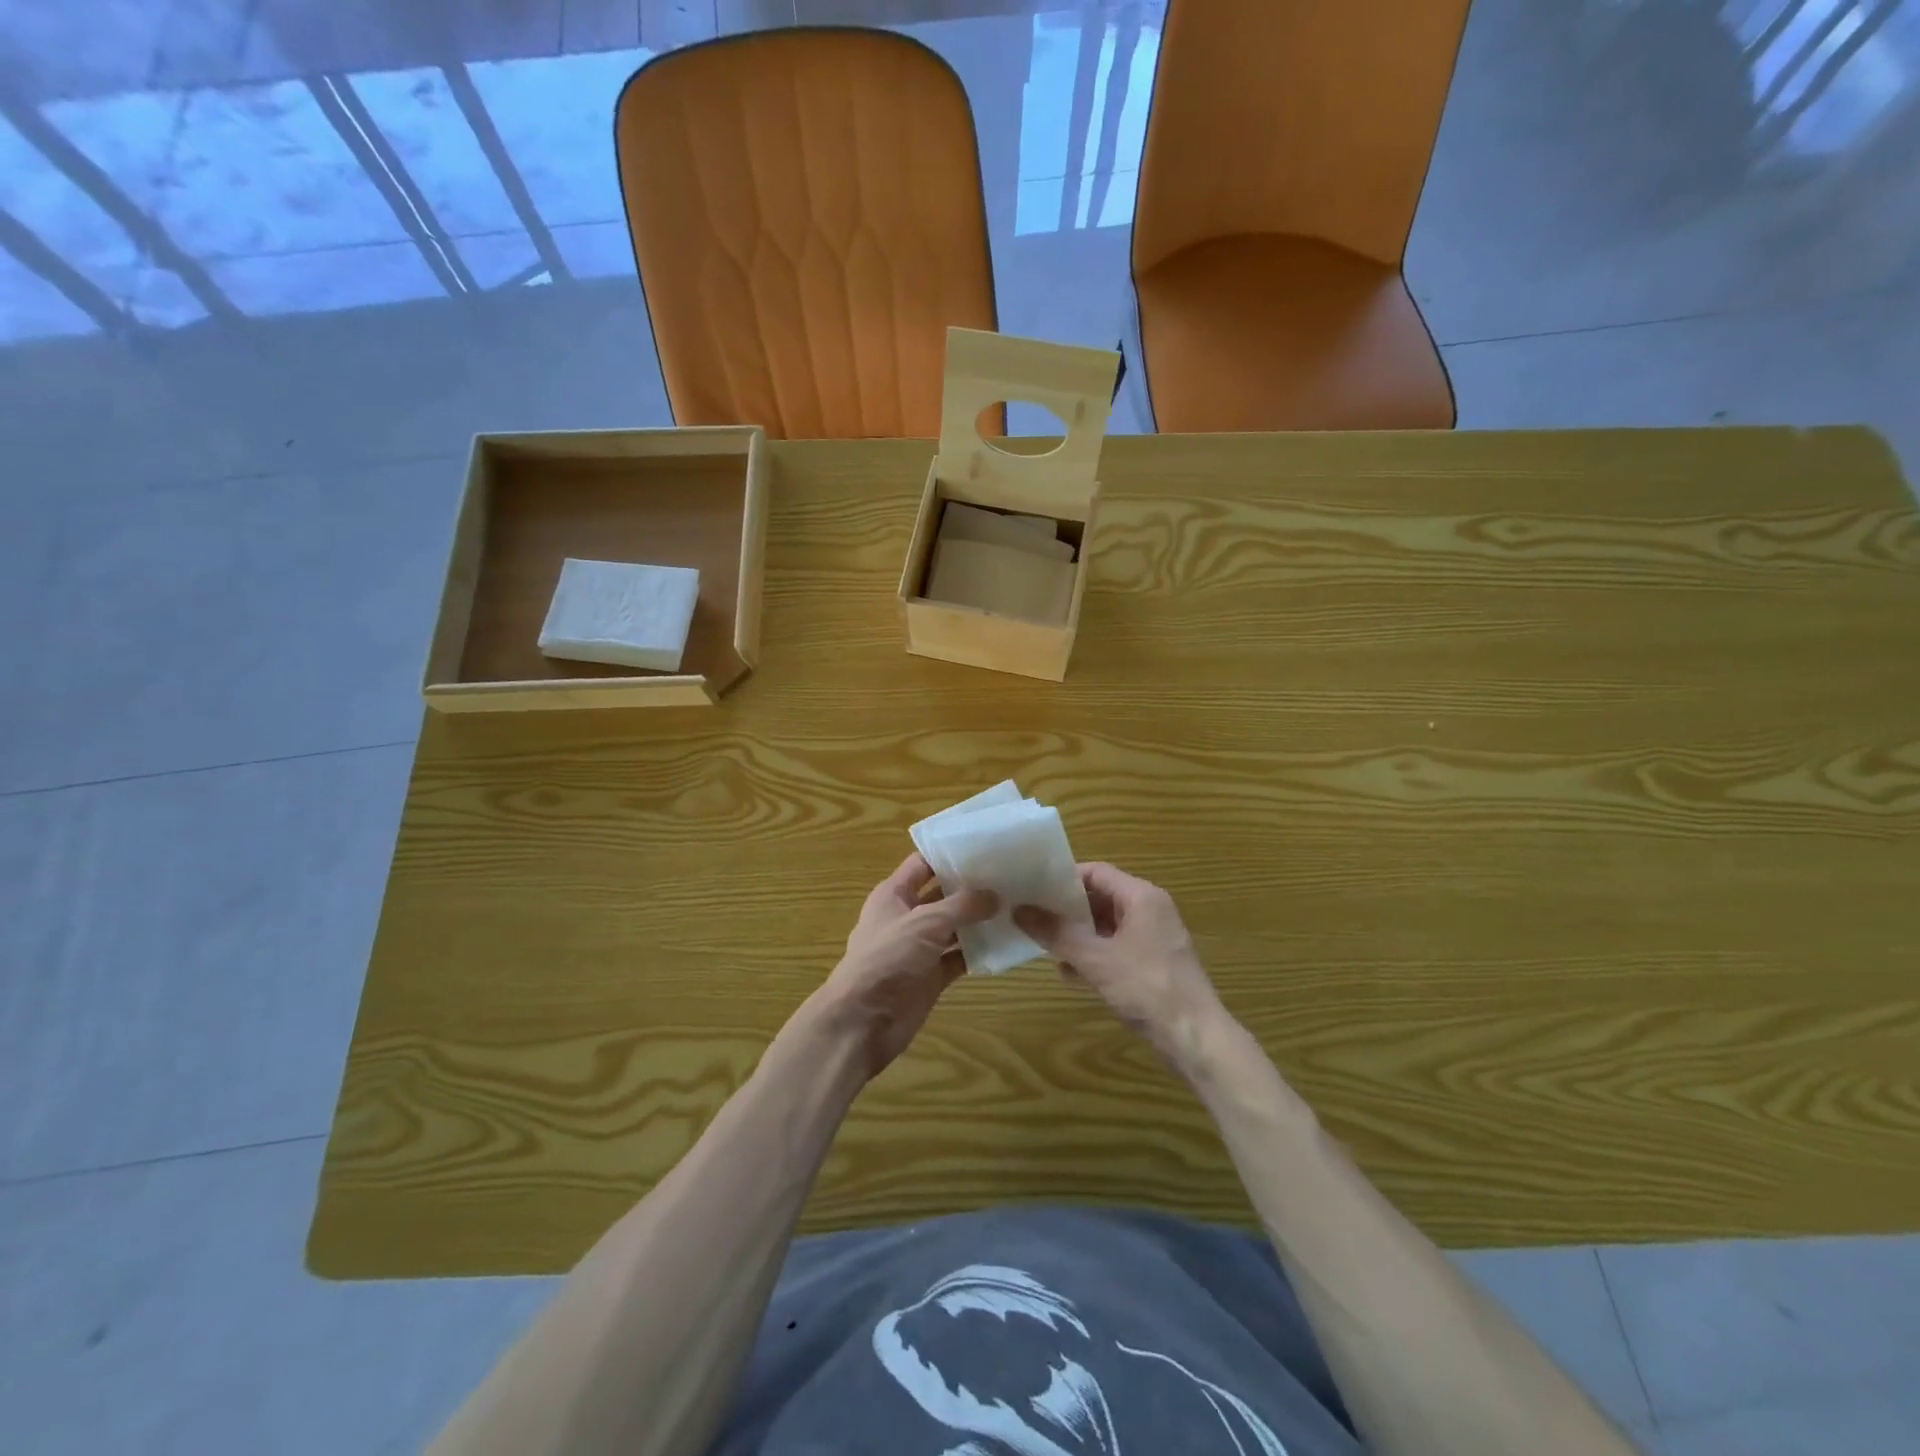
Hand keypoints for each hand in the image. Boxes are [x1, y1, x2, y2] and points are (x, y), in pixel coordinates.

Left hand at [800, 852, 996, 1080]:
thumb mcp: (926, 922)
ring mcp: (919, 948)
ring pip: (953, 927)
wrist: (864, 1020)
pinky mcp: (930, 976)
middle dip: (970, 887)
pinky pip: (958, 958)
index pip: (922, 864)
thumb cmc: (888, 958)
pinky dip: (977, 952)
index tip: (984, 846)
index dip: (949, 854)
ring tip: (1015, 905)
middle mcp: (906, 917)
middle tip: (1009, 876)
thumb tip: (995, 894)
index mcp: (893, 894)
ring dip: (978, 920)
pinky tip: (1005, 943)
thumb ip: (962, 905)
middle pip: (942, 894)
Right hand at [1015, 863, 1230, 1074]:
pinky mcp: (1153, 964)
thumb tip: (1019, 910)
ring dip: (1077, 935)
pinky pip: (1116, 949)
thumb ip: (1056, 933)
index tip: (1032, 889)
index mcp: (1142, 897)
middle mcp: (1150, 910)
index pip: (1096, 872)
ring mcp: (1153, 938)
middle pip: (1100, 897)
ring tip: (1044, 945)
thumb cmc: (1147, 988)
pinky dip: (1093, 955)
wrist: (1196, 1039)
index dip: (1062, 878)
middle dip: (1066, 909)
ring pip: (1106, 926)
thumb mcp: (1096, 959)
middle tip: (1032, 916)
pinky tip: (1069, 974)